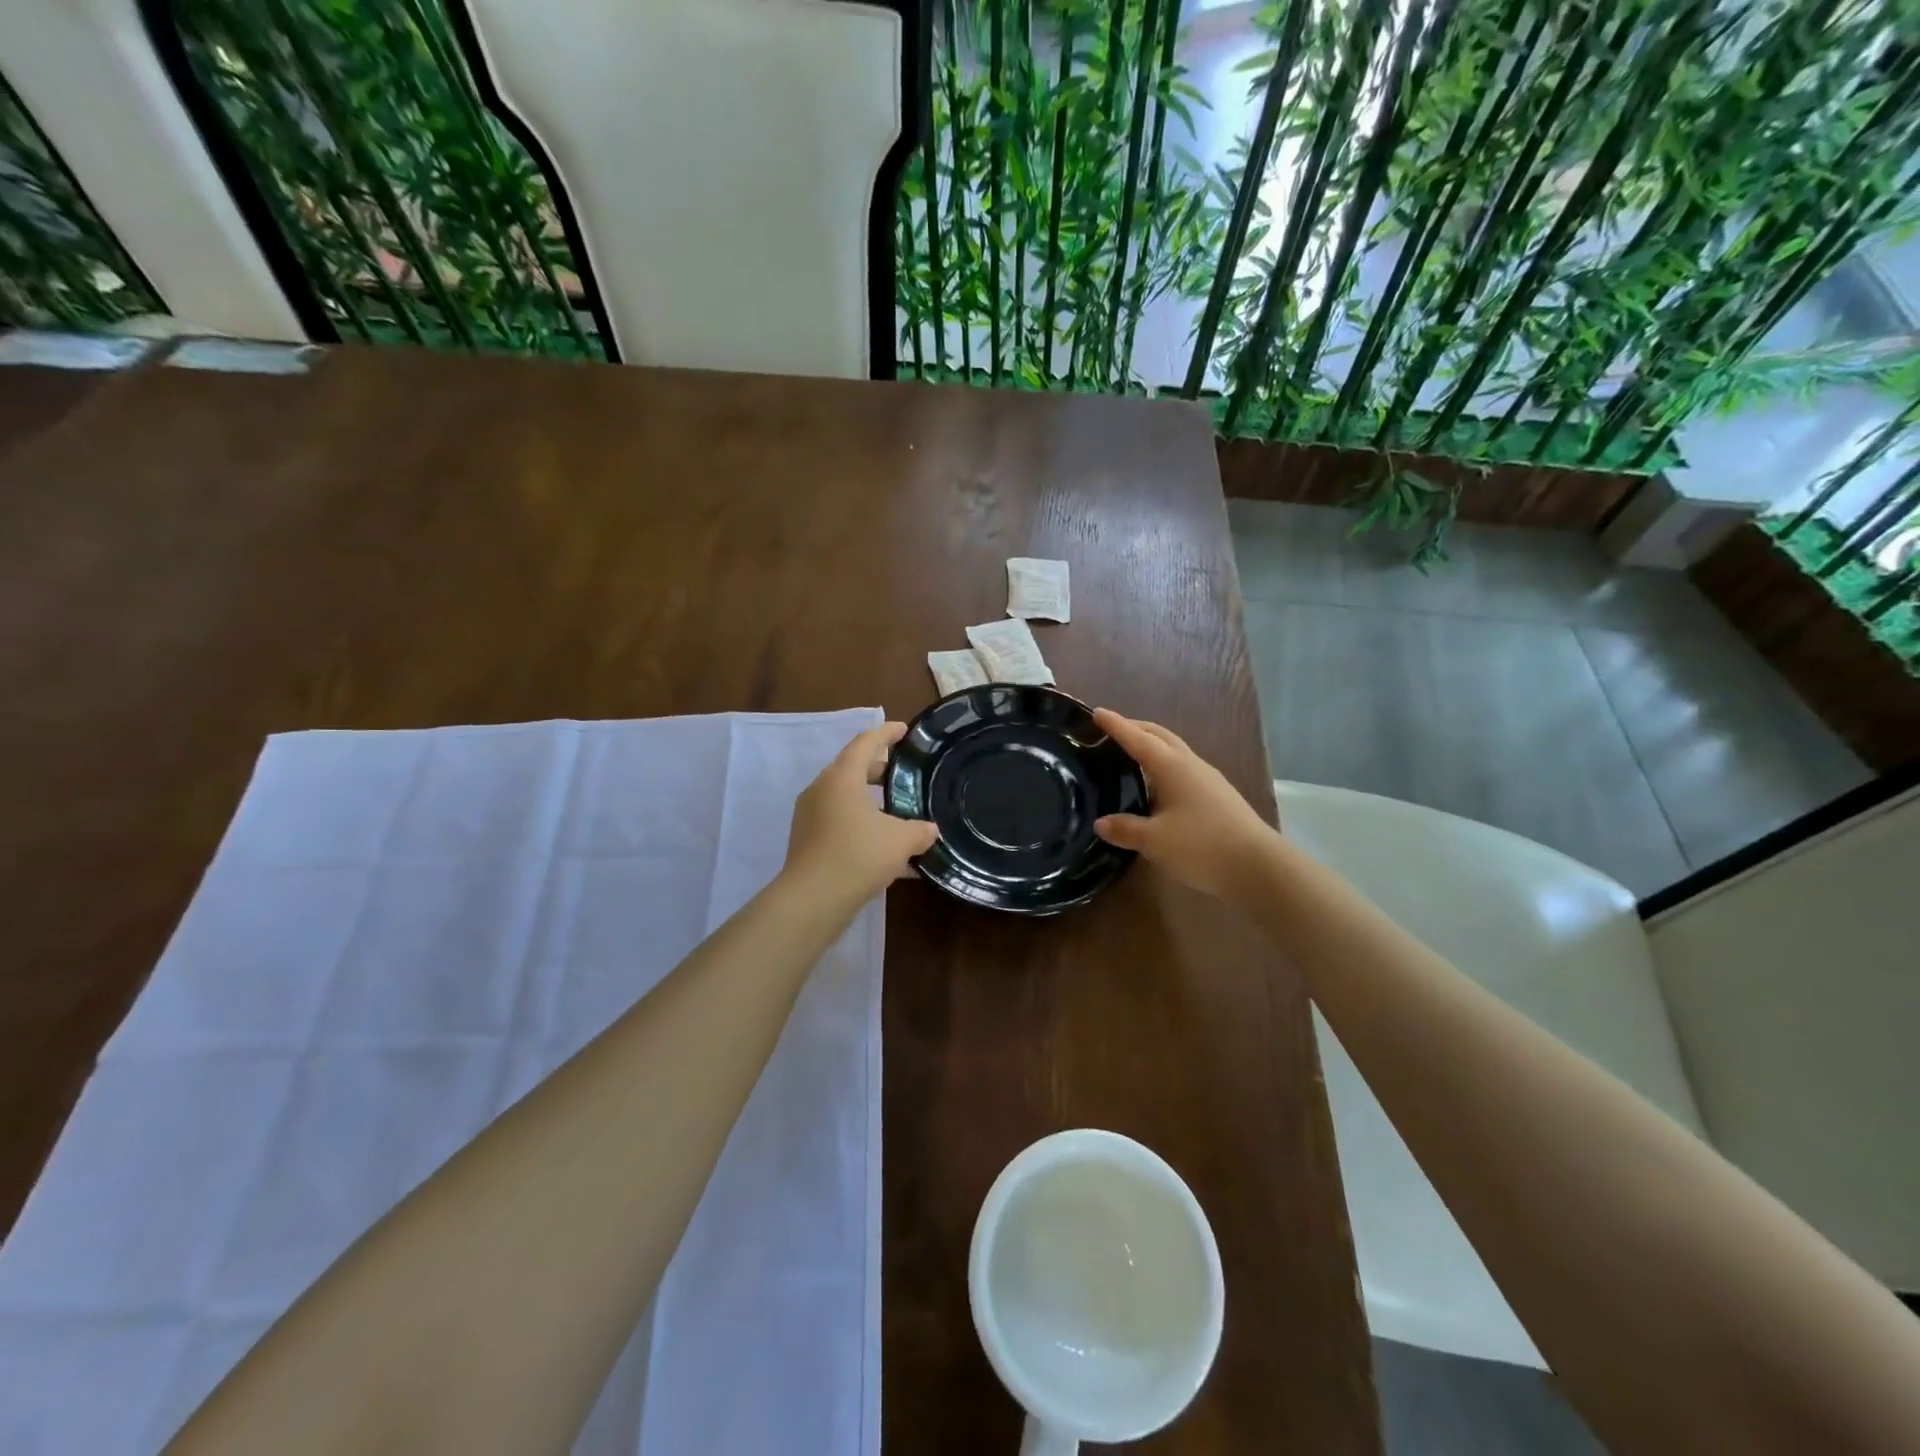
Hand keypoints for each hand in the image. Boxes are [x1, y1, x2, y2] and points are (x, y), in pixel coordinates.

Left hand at [782, 722, 938, 906]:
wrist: (812, 900)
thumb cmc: (858, 855)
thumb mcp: (900, 841)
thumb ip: (919, 830)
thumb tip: (930, 830)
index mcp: (841, 777)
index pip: (865, 743)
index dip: (886, 733)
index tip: (904, 730)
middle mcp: (821, 790)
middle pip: (853, 769)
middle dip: (880, 770)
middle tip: (905, 776)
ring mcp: (810, 816)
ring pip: (846, 798)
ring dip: (871, 802)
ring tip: (899, 814)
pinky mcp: (807, 841)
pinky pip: (839, 823)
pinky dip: (862, 826)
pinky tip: (886, 850)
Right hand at [1092, 708, 1277, 902]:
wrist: (1258, 867)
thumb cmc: (1202, 846)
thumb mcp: (1155, 840)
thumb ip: (1125, 829)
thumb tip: (1101, 823)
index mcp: (1172, 767)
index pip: (1137, 739)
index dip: (1116, 725)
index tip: (1096, 712)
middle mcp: (1190, 765)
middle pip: (1160, 736)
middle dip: (1136, 728)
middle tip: (1112, 730)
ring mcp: (1208, 780)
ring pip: (1174, 751)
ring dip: (1152, 747)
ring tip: (1130, 757)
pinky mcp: (1217, 796)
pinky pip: (1183, 769)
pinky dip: (1163, 767)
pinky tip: (1157, 786)